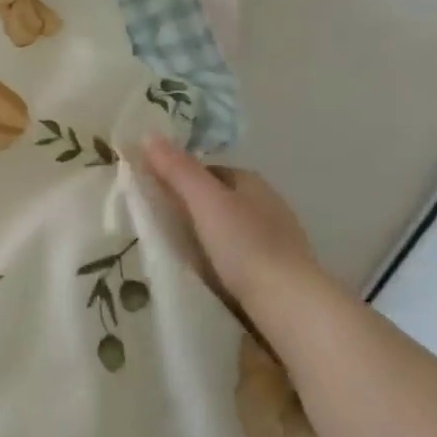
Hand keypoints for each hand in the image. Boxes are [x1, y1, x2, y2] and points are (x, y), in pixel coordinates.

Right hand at [140, 137, 321, 309]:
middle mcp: (269, 204)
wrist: (288, 302)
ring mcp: (277, 238)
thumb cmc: (244, 244)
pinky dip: (222, 257)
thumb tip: (148, 134)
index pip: (209, 170)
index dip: (181, 178)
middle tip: (162, 224)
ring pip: (231, 227)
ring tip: (179, 250)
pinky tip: (208, 271)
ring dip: (208, 233)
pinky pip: (240, 253)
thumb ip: (177, 169)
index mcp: (252, 182)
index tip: (156, 196)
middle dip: (194, 207)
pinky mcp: (278, 269)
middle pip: (220, 198)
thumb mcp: (204, 201)